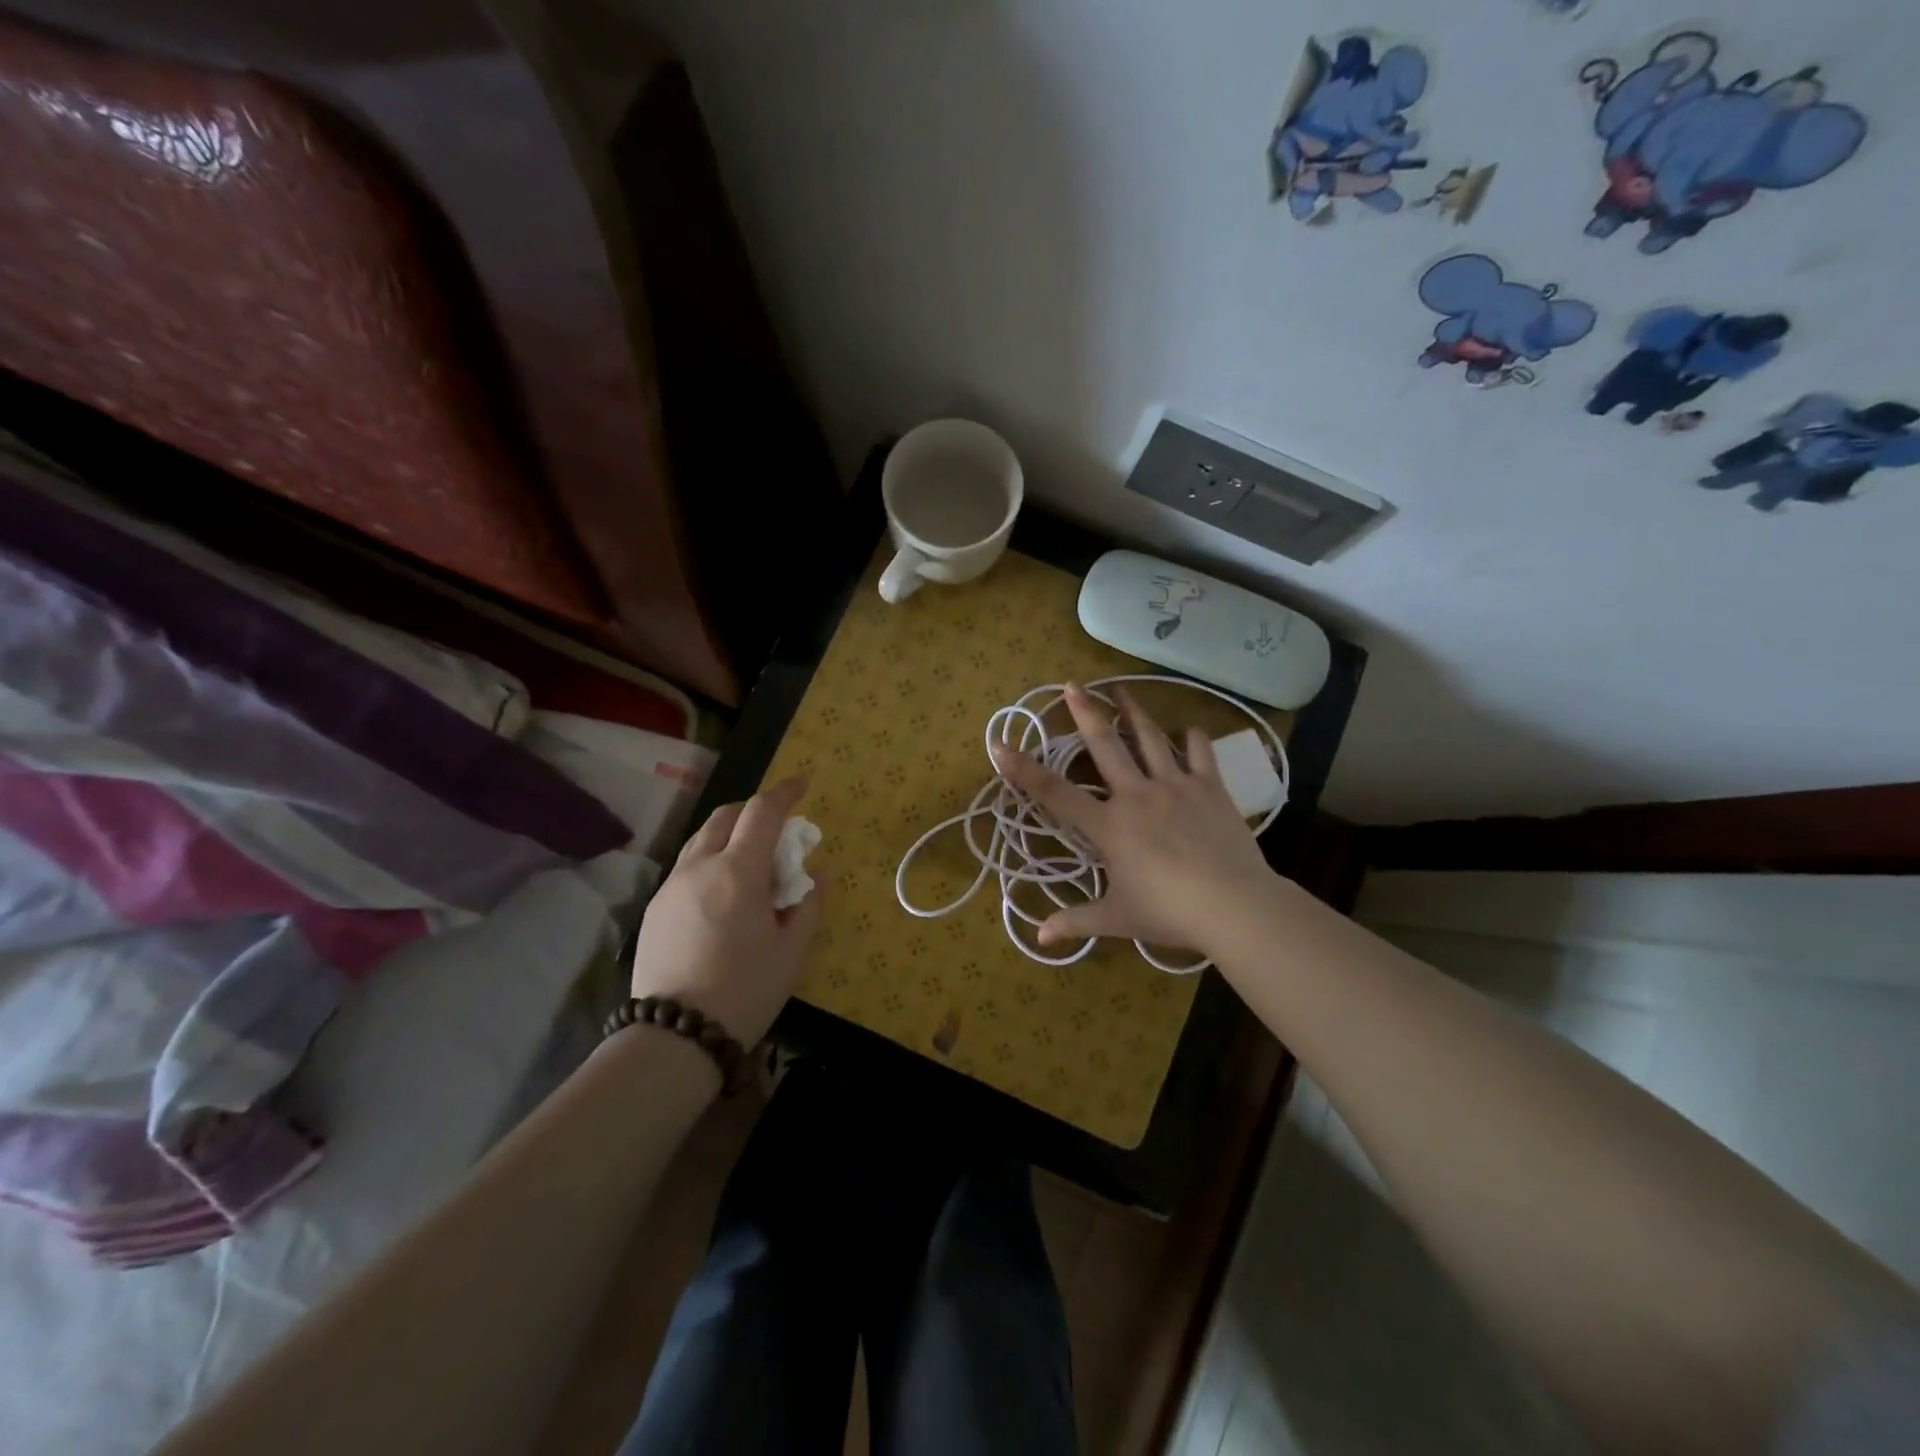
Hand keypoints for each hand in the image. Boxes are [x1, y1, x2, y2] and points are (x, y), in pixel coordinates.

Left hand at [627, 777, 822, 1045]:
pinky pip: (687, 866)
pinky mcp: (655, 908)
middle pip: (725, 816)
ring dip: (729, 833)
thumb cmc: (745, 990)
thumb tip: (816, 873)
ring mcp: (671, 886)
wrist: (674, 1037)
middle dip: (754, 810)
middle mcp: (700, 866)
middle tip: (777, 828)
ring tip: (750, 859)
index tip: (803, 785)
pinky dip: (711, 859)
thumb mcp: (791, 950)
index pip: (762, 812)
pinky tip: (723, 892)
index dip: (785, 792)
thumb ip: (808, 904)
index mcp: (738, 871)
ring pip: (701, 839)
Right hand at [990, 685, 1277, 957]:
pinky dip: (1193, 738)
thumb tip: (1038, 936)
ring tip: (1121, 689)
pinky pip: (1199, 753)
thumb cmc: (1169, 913)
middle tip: (1073, 684)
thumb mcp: (1117, 919)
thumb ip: (1076, 921)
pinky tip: (1189, 729)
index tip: (999, 744)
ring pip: (1149, 738)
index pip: (1055, 794)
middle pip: (1105, 745)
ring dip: (1133, 711)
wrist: (1234, 906)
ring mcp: (1175, 785)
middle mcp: (1136, 795)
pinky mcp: (1210, 787)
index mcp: (1109, 826)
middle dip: (1085, 712)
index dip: (1023, 769)